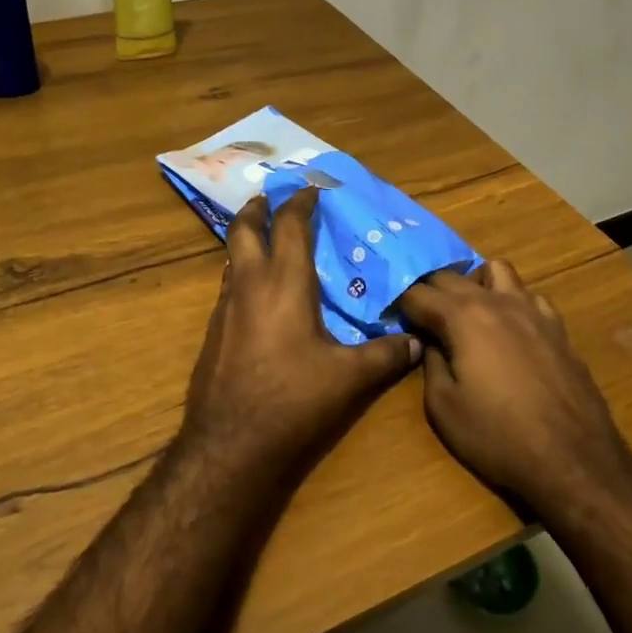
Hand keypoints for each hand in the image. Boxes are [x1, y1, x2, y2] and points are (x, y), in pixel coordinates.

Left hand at [180, 189, 420, 481]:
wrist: (230, 443)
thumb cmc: (292, 399)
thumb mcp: (349, 378)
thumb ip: (386, 356)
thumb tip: (417, 343)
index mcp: (284, 282)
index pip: (290, 226)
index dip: (301, 203)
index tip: (312, 189)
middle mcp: (249, 285)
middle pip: (245, 229)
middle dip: (259, 208)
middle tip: (271, 198)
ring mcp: (225, 308)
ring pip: (232, 258)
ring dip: (247, 241)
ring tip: (266, 240)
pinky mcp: (213, 332)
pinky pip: (228, 287)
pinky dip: (243, 274)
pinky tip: (259, 295)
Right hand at [397, 261, 631, 517]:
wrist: (573, 460)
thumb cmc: (499, 437)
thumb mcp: (443, 407)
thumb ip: (430, 363)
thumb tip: (430, 342)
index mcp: (463, 317)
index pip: (418, 293)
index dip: (398, 303)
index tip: (388, 316)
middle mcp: (497, 301)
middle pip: (452, 275)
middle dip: (429, 289)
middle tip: (417, 315)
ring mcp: (533, 310)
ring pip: (496, 270)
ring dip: (474, 283)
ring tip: (466, 312)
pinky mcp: (557, 327)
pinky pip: (528, 295)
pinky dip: (510, 301)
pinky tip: (509, 329)